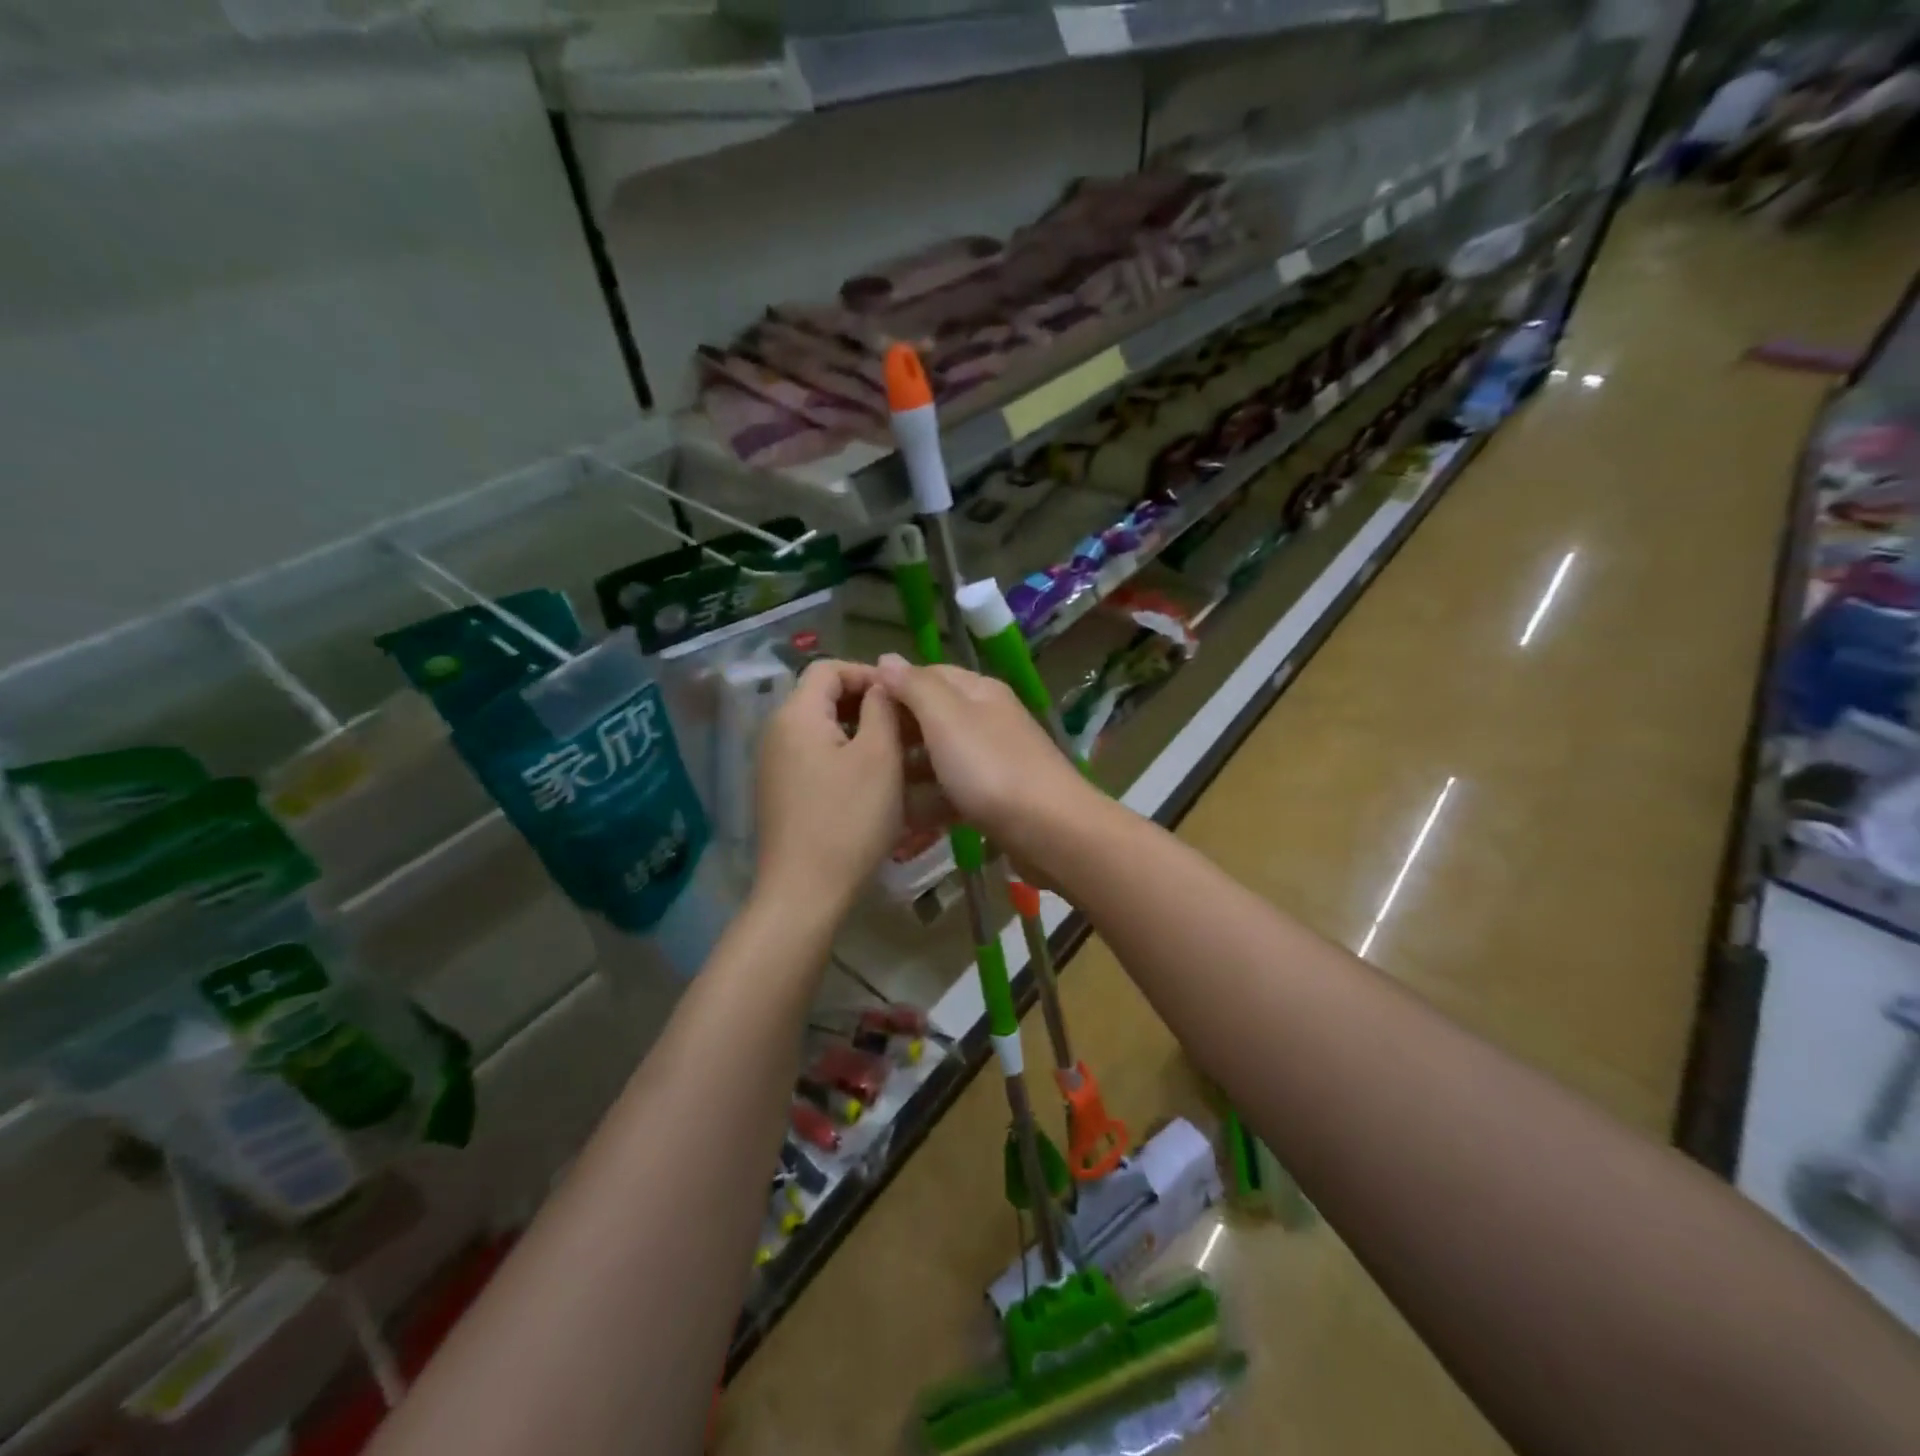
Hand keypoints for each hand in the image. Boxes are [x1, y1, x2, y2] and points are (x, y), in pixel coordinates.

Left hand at [754, 660, 902, 916]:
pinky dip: (846, 758)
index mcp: (796, 715)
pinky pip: (816, 758)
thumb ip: (882, 709)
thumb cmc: (849, 819)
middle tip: (908, 726)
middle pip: (823, 698)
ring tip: (900, 754)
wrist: (805, 891)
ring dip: (861, 733)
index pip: (829, 668)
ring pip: (823, 731)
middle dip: (868, 705)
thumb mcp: (879, 757)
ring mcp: (775, 765)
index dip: (868, 673)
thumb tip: (884, 683)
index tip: (904, 697)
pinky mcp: (780, 793)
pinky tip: (875, 783)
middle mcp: (777, 732)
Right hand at [874, 654, 1100, 864]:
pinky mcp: (996, 798)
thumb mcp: (946, 718)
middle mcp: (988, 719)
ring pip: (942, 757)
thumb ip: (915, 687)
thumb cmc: (991, 768)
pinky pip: (954, 791)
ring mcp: (994, 760)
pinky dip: (931, 800)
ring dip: (911, 769)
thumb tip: (886, 658)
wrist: (1051, 831)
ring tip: (874, 786)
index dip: (891, 687)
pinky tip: (905, 815)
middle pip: (934, 717)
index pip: (927, 674)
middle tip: (858, 752)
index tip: (853, 709)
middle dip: (898, 732)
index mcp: (979, 691)